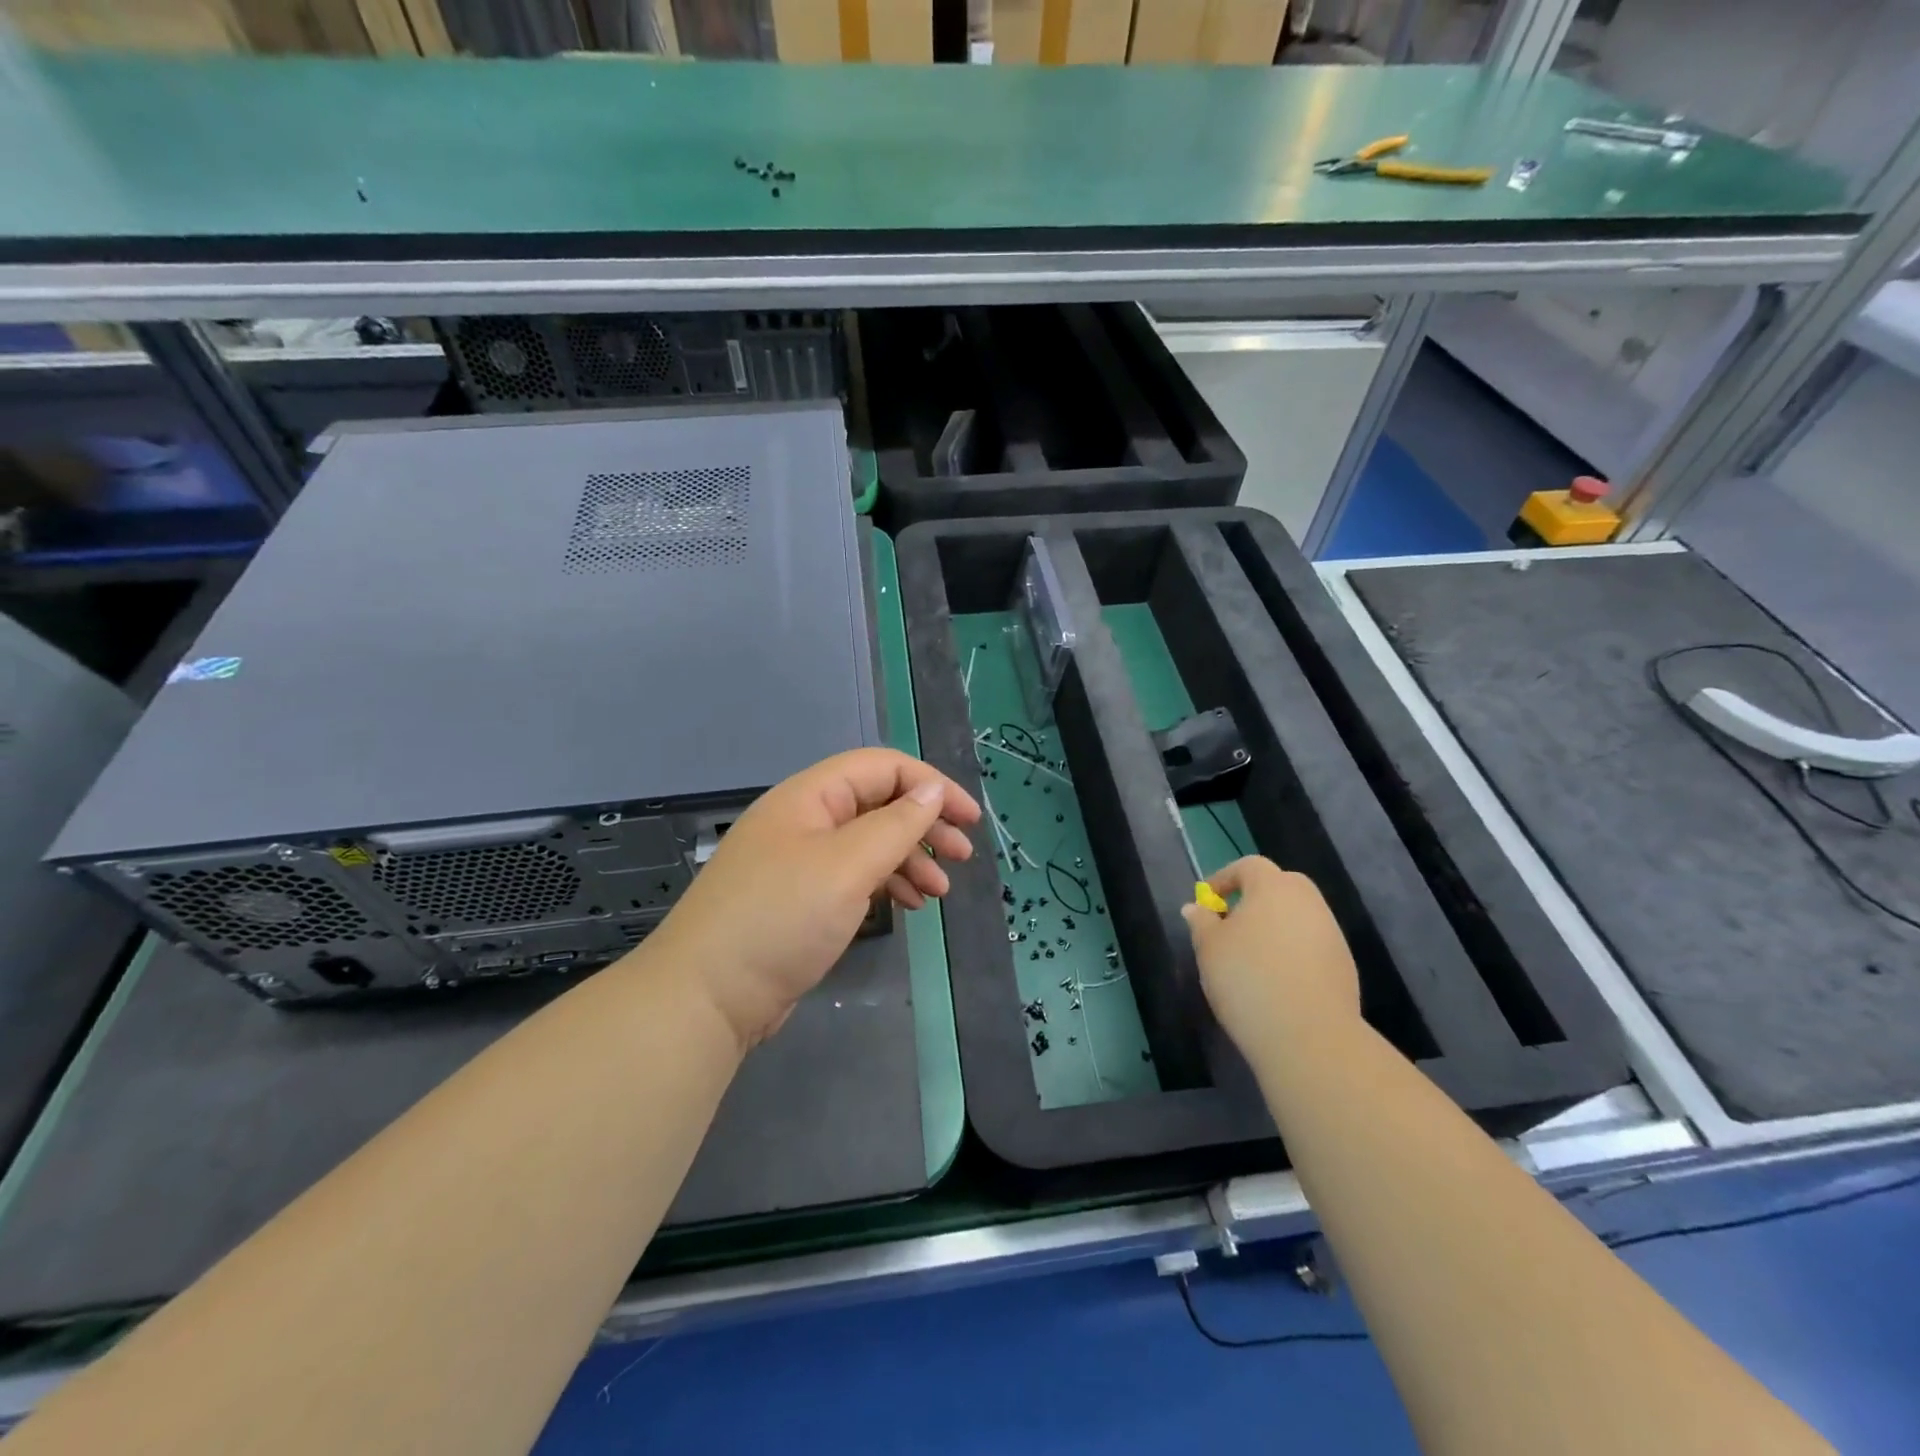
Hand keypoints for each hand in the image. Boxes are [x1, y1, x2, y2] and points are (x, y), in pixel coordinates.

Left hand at [649, 748, 980, 1047]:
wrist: (707, 997)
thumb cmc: (781, 918)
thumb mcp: (847, 865)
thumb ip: (896, 823)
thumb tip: (931, 789)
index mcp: (810, 796)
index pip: (882, 768)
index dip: (931, 785)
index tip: (969, 819)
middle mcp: (805, 820)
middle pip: (878, 804)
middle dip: (924, 824)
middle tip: (963, 855)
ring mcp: (800, 861)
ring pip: (869, 843)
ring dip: (910, 859)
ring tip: (940, 892)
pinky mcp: (801, 899)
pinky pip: (854, 876)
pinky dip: (886, 884)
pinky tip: (909, 905)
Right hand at [1181, 857, 1359, 1056]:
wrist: (1308, 1036)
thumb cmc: (1247, 979)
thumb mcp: (1209, 948)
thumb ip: (1201, 922)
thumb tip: (1196, 908)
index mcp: (1273, 887)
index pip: (1249, 866)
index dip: (1224, 878)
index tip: (1207, 901)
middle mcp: (1308, 902)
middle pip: (1280, 886)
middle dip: (1255, 898)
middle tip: (1232, 924)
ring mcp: (1331, 933)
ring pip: (1298, 916)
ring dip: (1275, 926)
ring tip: (1251, 957)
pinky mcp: (1344, 965)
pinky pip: (1311, 945)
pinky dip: (1293, 952)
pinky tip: (1276, 980)